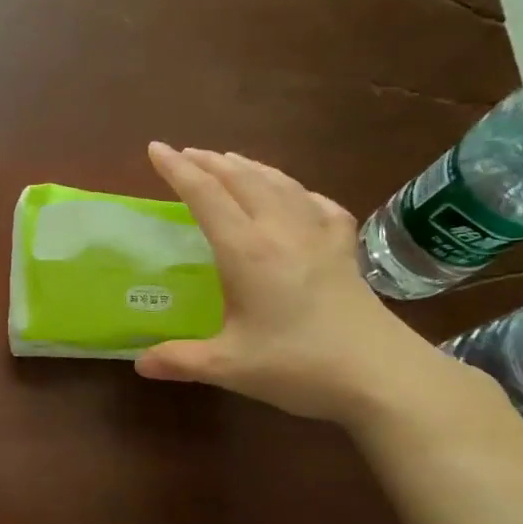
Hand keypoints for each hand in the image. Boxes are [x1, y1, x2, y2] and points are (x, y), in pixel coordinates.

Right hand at [134, 144, 461, 427]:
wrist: (381, 374)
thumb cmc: (299, 365)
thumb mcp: (229, 366)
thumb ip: (180, 360)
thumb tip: (140, 363)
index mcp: (247, 251)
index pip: (206, 196)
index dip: (178, 170)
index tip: (156, 149)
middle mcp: (281, 230)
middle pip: (242, 179)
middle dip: (210, 161)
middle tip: (186, 154)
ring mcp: (319, 235)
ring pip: (280, 183)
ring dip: (249, 167)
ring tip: (230, 161)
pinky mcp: (344, 249)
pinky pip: (316, 203)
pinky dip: (295, 190)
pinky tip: (295, 196)